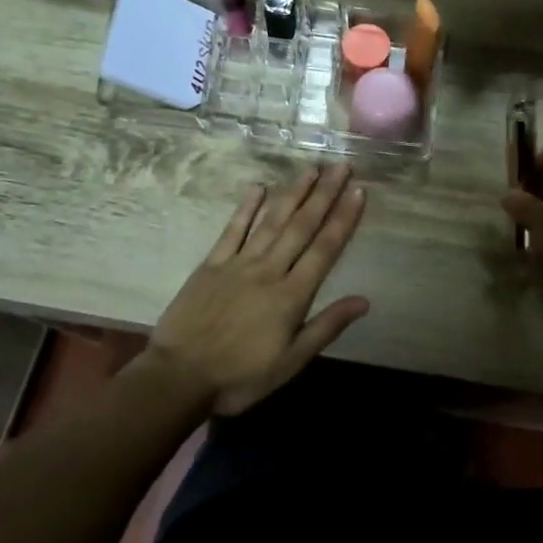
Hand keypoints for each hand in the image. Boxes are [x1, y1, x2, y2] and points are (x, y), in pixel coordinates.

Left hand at [145, 164, 370, 415]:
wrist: (179, 377)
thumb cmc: (240, 377)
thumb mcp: (290, 363)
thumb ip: (326, 327)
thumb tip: (364, 301)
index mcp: (291, 296)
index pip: (325, 249)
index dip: (343, 219)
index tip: (358, 191)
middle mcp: (269, 270)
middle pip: (302, 226)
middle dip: (324, 195)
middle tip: (342, 166)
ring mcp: (238, 263)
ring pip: (272, 221)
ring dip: (293, 193)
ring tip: (311, 169)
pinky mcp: (211, 264)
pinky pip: (232, 230)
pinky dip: (247, 208)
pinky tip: (259, 187)